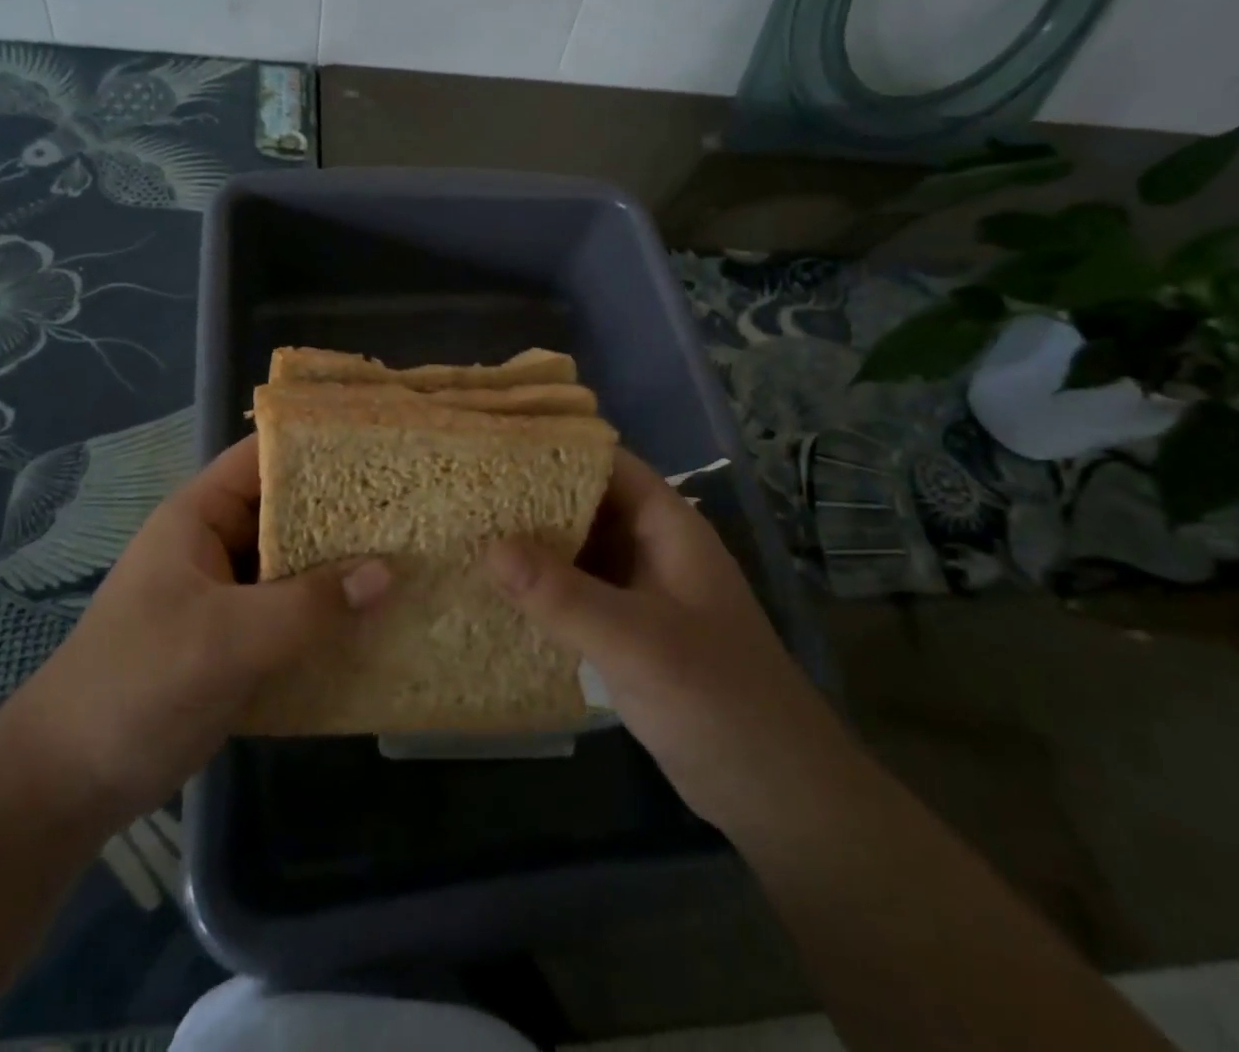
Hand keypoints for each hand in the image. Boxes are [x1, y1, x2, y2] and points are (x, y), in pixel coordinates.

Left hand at [5, 434, 390, 819]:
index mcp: (200, 516)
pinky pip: (294, 613)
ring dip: (343, 570)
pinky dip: (329, 615)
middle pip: (291, 512)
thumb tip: (388, 572)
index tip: (385, 449)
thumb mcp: (225, 639)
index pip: (266, 457)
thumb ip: (308, 605)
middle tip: (417, 511)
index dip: (320, 446)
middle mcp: (217, 544)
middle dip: (347, 514)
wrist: (67, 784)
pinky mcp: (238, 640)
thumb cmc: (137, 685)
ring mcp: (228, 594)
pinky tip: (378, 623)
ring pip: (297, 566)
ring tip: (414, 560)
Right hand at [483, 449, 838, 828]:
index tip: (492, 445)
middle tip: (463, 492)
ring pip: (576, 549)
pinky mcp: (625, 630)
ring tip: (464, 532)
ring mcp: (638, 590)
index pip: (606, 463)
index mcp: (666, 526)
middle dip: (529, 496)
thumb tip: (489, 548)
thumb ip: (563, 595)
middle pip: (583, 502)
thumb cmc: (717, 699)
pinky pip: (574, 592)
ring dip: (530, 544)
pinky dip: (540, 588)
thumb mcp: (636, 641)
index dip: (554, 448)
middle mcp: (650, 547)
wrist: (775, 792)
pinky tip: (493, 592)